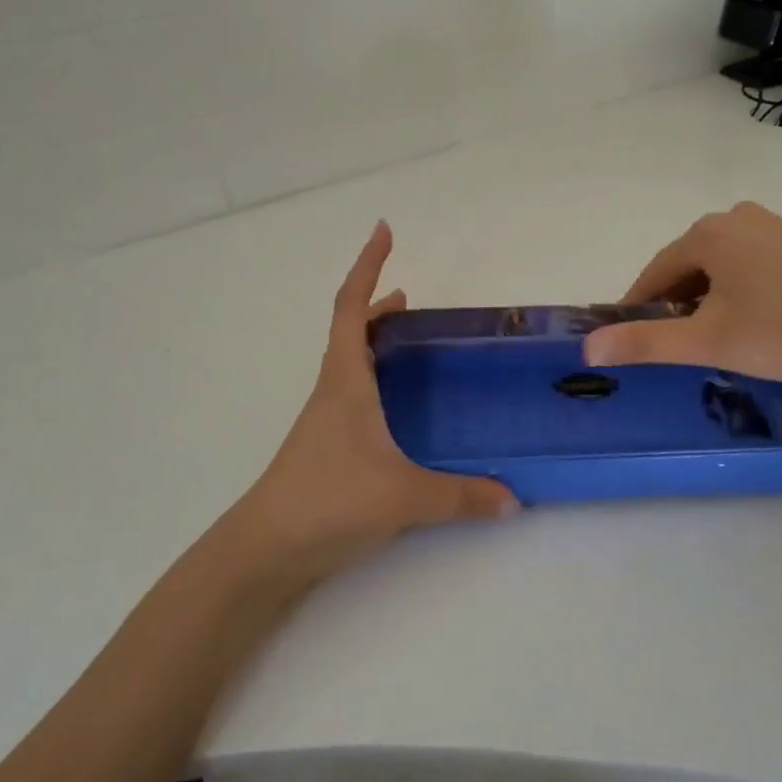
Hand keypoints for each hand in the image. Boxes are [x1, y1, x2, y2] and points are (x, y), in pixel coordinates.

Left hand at [220, 221, 518, 585]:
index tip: (383, 231)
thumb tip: (514, 498)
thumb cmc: (328, 500)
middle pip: (350, 331)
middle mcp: (333, 391)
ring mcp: (327, 420)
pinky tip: (402, 410)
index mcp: (345, 381)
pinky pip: (356, 396)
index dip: (367, 266)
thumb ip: (462, 495)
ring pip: (352, 364)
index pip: (351, 308)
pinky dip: (378, 382)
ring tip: (413, 344)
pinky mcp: (329, 447)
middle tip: (412, 299)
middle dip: (377, 306)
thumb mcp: (403, 495)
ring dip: (376, 343)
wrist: (266, 550)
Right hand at [582, 202, 781, 391]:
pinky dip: (739, 292)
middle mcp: (739, 218)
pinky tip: (754, 324)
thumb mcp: (704, 341)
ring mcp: (776, 229)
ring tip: (716, 340)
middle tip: (679, 346)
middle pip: (688, 266)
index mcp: (710, 232)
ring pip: (720, 267)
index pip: (655, 271)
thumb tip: (588, 347)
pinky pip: (751, 267)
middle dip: (676, 304)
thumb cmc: (780, 333)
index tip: (631, 339)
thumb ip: (643, 342)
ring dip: (707, 300)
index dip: (638, 306)